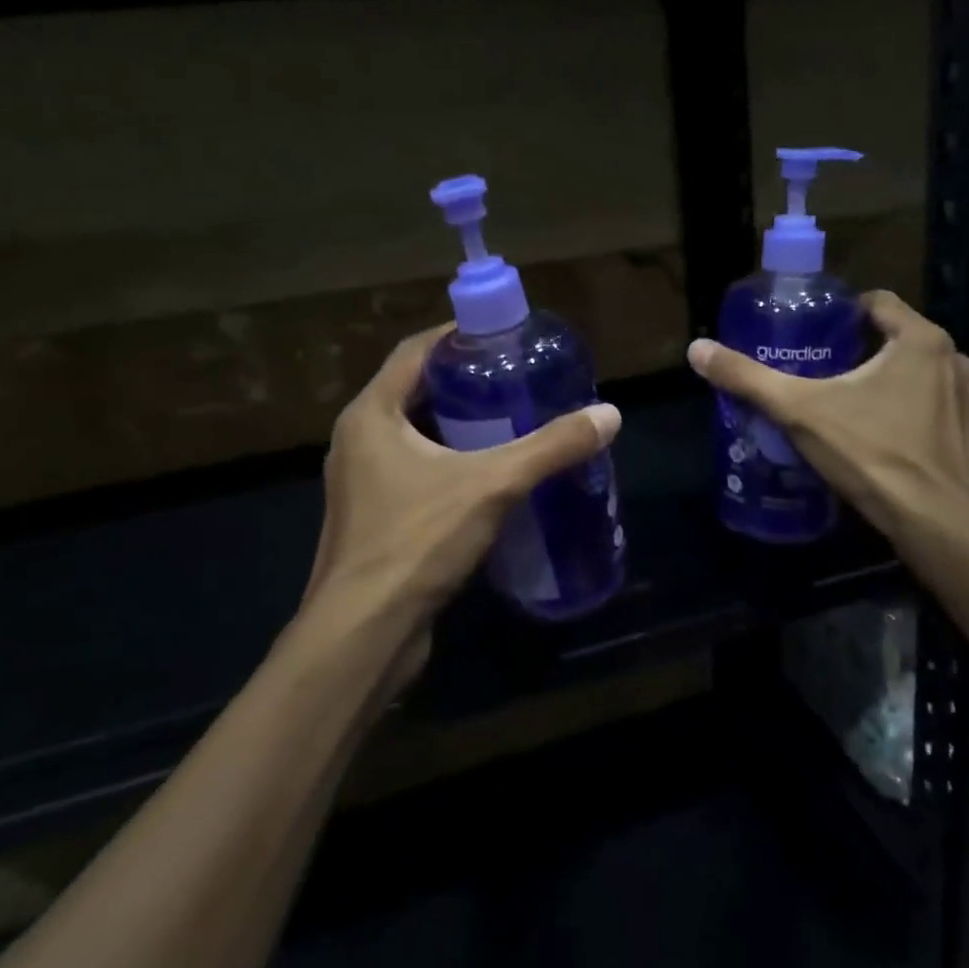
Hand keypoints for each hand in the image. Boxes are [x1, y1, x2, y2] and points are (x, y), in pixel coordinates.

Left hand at [297, 325, 621, 677]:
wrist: (364, 633)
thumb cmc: (416, 541)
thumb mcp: (492, 485)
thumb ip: (550, 448)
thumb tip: (609, 415)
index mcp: (371, 415)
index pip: (415, 351)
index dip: (458, 335)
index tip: (504, 334)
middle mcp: (359, 440)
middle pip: (415, 391)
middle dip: (466, 382)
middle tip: (517, 378)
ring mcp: (362, 482)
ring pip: (415, 435)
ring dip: (459, 425)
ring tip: (512, 421)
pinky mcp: (374, 518)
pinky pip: (415, 471)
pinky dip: (450, 462)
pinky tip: (491, 477)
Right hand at [687, 290, 968, 542]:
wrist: (934, 524)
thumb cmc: (870, 453)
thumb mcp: (799, 411)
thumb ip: (748, 378)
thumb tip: (697, 349)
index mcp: (921, 341)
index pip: (879, 303)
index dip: (846, 314)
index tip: (819, 335)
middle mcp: (958, 362)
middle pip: (903, 341)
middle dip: (869, 353)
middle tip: (831, 376)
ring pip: (929, 378)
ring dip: (902, 386)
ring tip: (864, 409)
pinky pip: (948, 416)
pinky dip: (926, 421)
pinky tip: (899, 443)